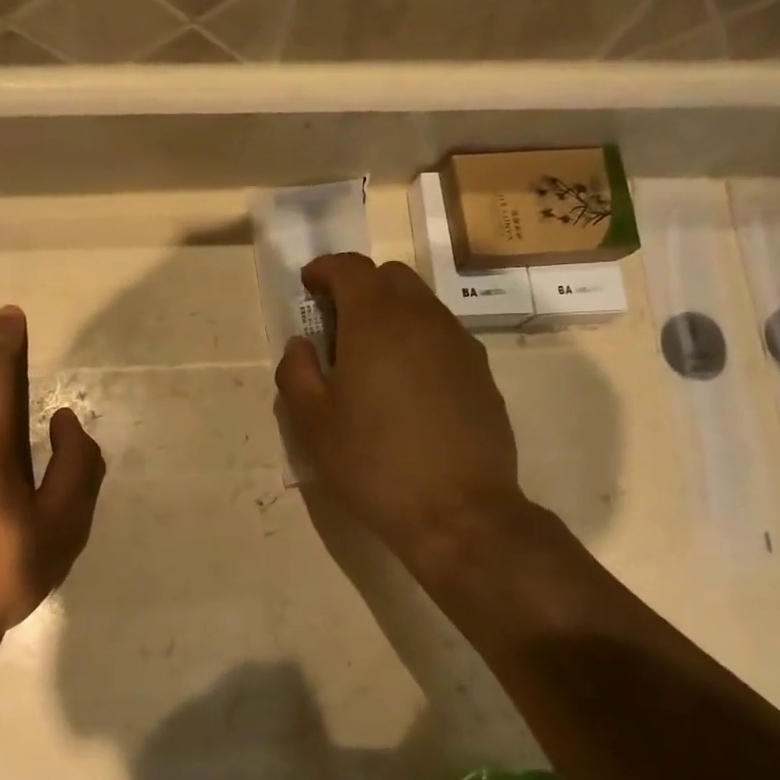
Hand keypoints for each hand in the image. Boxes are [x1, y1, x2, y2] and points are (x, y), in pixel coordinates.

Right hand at [276, 254, 529, 573]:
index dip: (325, 270)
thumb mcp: (313, 424)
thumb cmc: (374, 463)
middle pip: (391, 277)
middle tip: (337, 322)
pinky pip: (443, 336)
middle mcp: (423, 319)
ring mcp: (459, 344)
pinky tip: (408, 385)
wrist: (458, 511)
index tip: (309, 285)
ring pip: (422, 304)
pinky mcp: (481, 372)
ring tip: (371, 357)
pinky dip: (418, 339)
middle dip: (360, 286)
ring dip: (392, 312)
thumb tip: (301, 345)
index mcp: (376, 321)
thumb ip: (297, 373)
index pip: (351, 268)